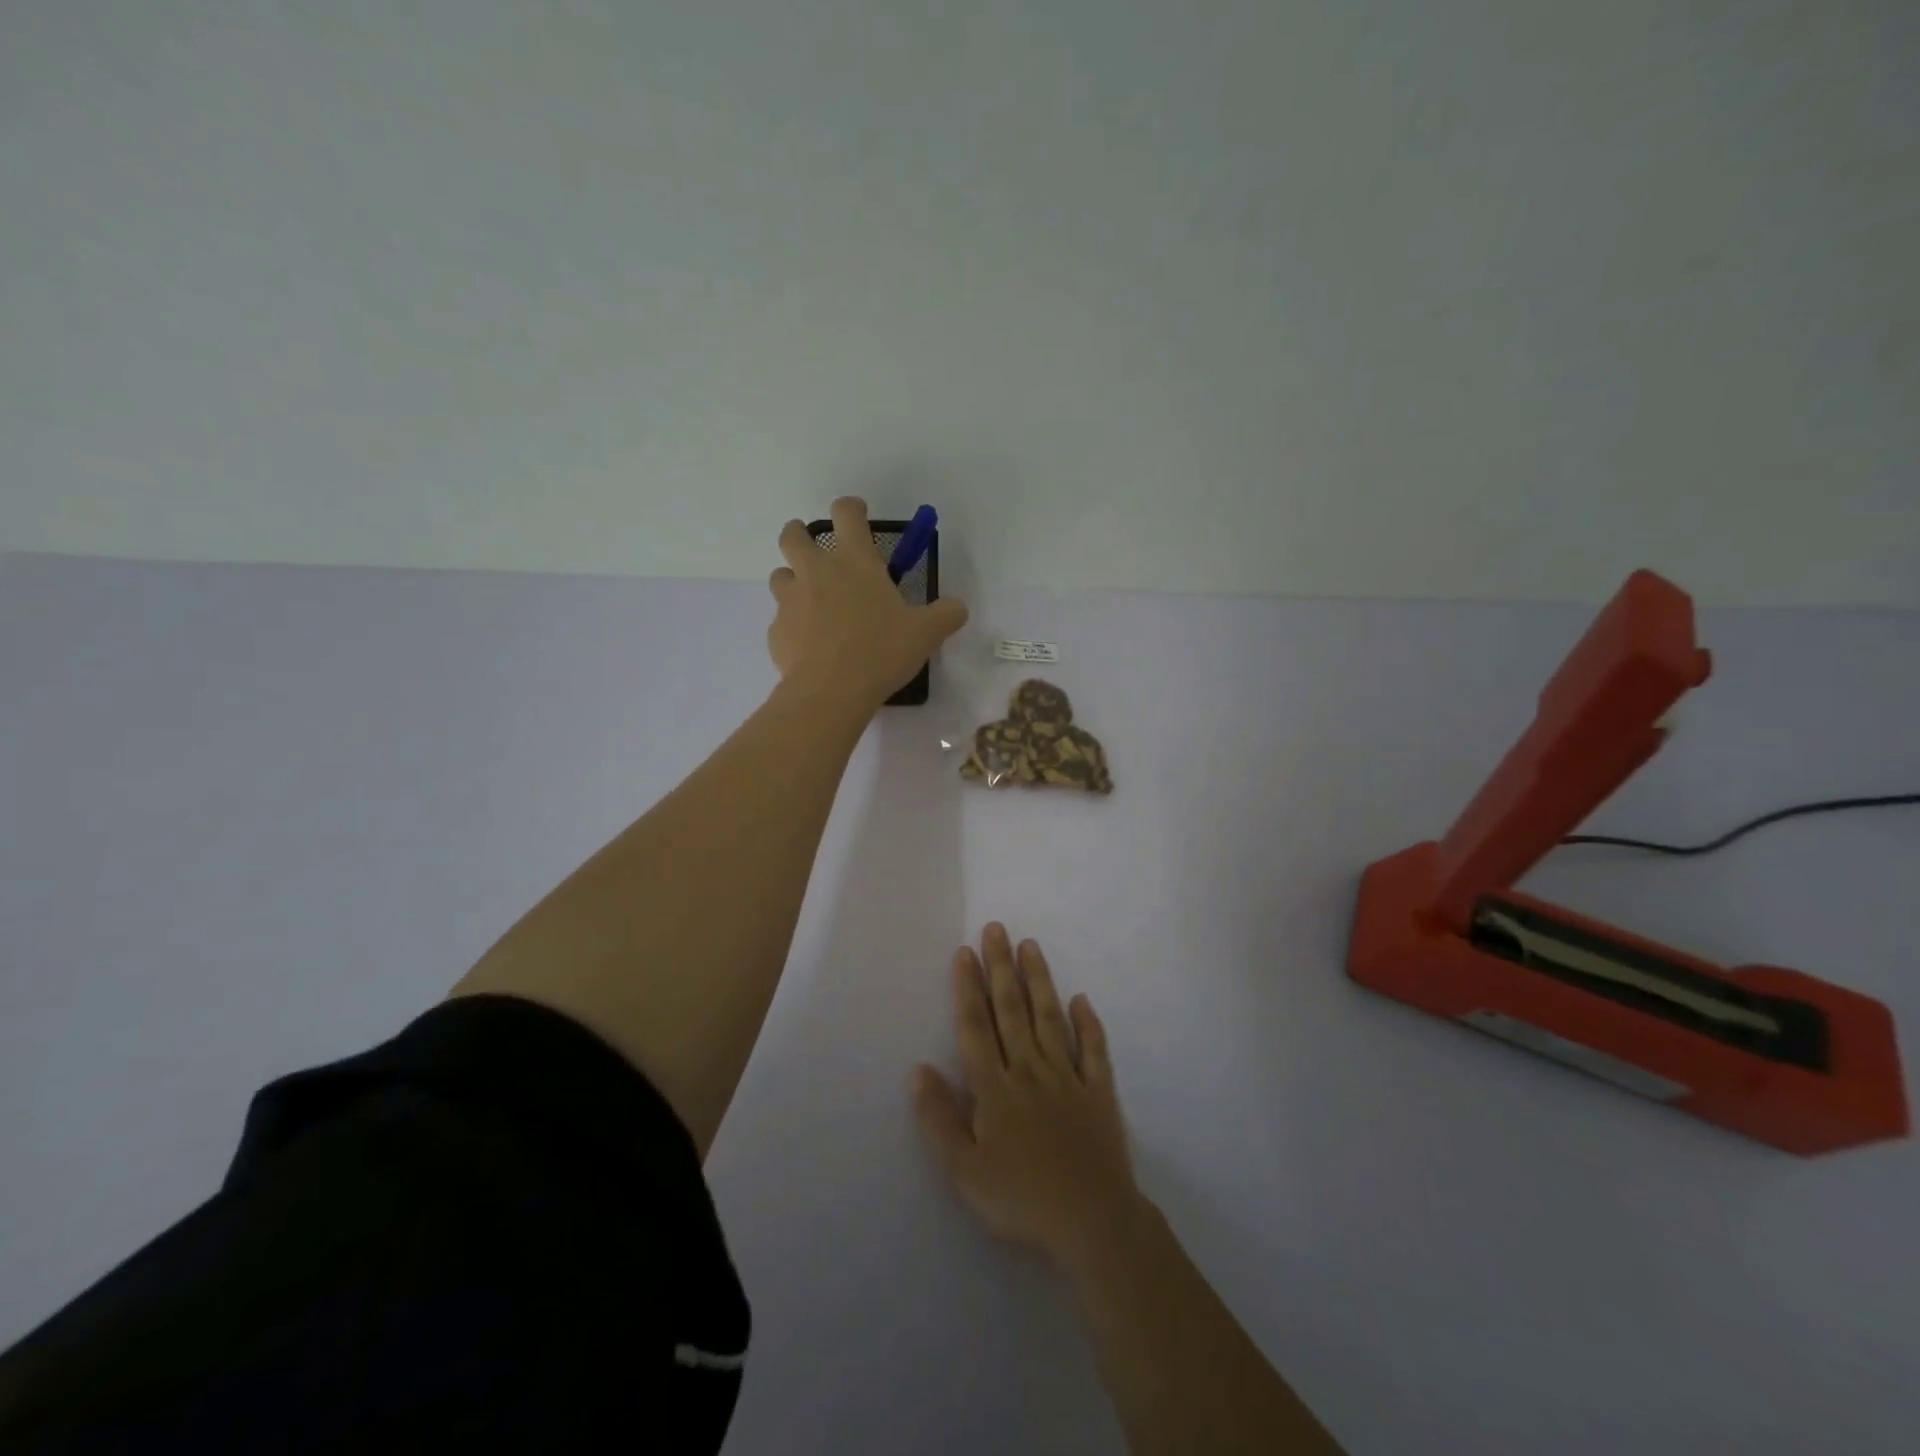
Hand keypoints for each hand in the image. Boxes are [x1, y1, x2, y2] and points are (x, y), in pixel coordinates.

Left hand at [767, 497, 968, 712]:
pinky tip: (809, 646)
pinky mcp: (776, 631)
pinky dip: (793, 625)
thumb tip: (958, 608)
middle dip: (800, 535)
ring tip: (811, 602)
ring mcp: (790, 600)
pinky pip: (781, 620)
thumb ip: (945, 615)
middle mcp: (816, 571)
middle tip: (815, 550)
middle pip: (793, 535)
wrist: (831, 690)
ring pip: (780, 575)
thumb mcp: (925, 633)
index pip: (846, 512)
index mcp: (854, 560)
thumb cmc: (881, 651)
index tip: (858, 516)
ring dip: (793, 580)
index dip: (852, 508)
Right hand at [913, 924, 1145, 1267]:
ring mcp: (1068, 1078)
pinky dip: (1088, 1024)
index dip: (968, 988)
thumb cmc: (1020, 1198)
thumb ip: (939, 1117)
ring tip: (1030, 945)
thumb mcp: (964, 1169)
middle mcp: (1030, 1070)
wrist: (1092, 1222)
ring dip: (1038, 980)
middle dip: (1000, 968)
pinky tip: (1081, 1000)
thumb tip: (917, 1068)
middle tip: (996, 928)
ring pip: (1049, 1019)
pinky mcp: (1099, 1093)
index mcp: (995, 1088)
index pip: (976, 1027)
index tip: (965, 951)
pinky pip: (1094, 1052)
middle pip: (1011, 1011)